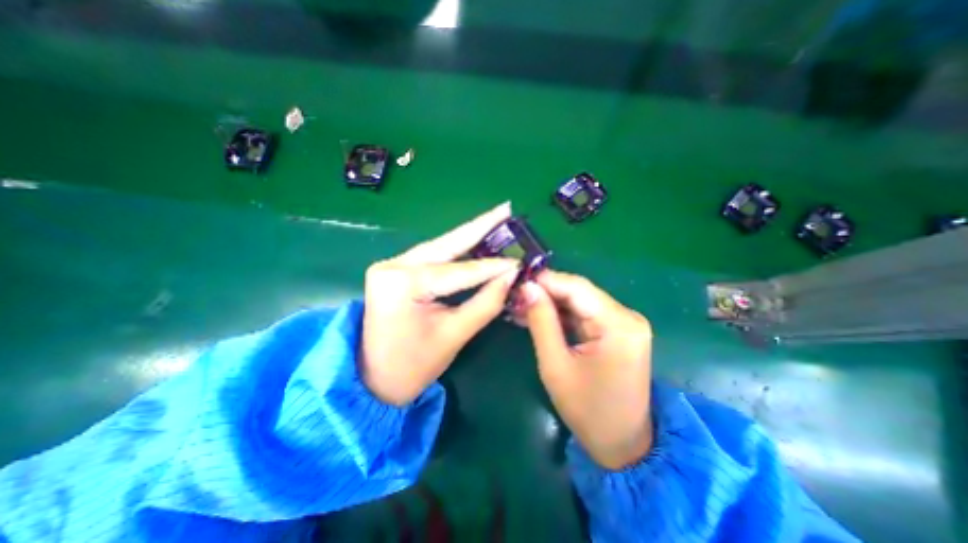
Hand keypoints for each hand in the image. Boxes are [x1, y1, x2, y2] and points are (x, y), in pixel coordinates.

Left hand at [360, 203, 522, 407]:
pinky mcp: (396, 270)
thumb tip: (511, 276)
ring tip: (496, 220)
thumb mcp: (453, 335)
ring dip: (469, 235)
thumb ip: (485, 303)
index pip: (459, 271)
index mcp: (404, 283)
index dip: (493, 267)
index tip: (520, 260)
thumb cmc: (412, 365)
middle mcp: (394, 264)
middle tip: (506, 209)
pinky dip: (456, 250)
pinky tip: (475, 240)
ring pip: (440, 246)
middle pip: (446, 243)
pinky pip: (432, 256)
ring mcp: (392, 264)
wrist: (373, 379)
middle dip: (479, 226)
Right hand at [519, 272, 654, 469]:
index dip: (545, 280)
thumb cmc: (587, 410)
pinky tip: (539, 316)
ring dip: (550, 303)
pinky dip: (561, 314)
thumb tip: (527, 287)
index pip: (576, 287)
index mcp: (618, 324)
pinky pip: (584, 313)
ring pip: (579, 301)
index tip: (516, 280)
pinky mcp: (618, 330)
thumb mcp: (555, 365)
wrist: (622, 444)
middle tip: (515, 295)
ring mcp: (624, 322)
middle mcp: (627, 316)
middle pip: (579, 292)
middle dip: (545, 292)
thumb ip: (541, 321)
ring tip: (520, 305)